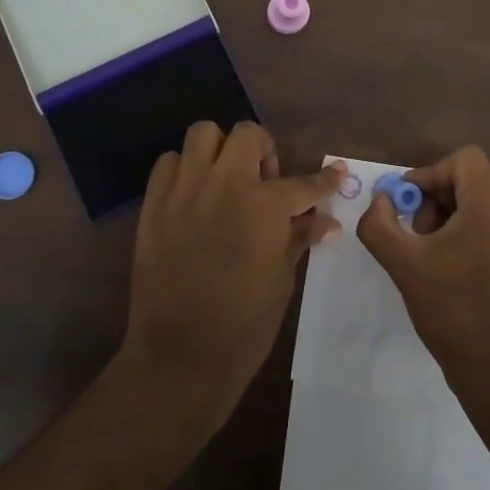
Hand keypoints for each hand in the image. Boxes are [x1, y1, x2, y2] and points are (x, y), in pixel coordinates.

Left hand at [119, 122, 343, 426]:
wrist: (181, 355)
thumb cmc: (244, 323)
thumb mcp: (282, 279)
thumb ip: (300, 238)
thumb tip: (325, 221)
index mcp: (265, 206)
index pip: (305, 183)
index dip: (325, 179)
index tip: (336, 173)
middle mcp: (225, 185)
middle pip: (247, 134)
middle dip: (263, 150)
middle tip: (264, 182)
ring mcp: (185, 191)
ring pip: (202, 134)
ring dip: (219, 151)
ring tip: (224, 180)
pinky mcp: (154, 205)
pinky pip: (168, 163)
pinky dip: (184, 170)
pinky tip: (192, 196)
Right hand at [356, 146, 489, 399]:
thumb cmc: (454, 310)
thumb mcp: (404, 264)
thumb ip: (379, 223)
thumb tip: (381, 200)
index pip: (463, 160)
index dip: (429, 174)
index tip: (408, 206)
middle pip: (469, 179)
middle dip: (434, 198)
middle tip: (415, 234)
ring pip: (477, 202)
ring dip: (446, 217)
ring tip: (427, 253)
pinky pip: (489, 224)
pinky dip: (463, 232)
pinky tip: (445, 267)